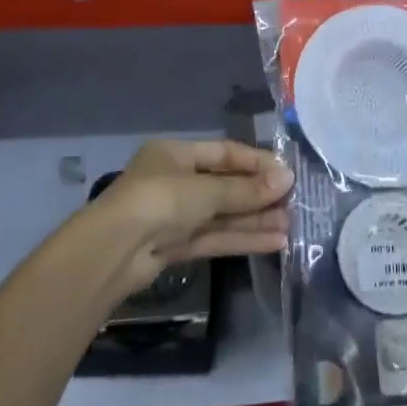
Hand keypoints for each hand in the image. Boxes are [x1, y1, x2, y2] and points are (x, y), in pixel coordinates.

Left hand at [95, 139, 292, 296]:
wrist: (112, 252)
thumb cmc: (159, 201)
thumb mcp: (206, 190)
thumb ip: (246, 189)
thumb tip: (287, 179)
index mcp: (175, 154)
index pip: (225, 153)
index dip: (257, 163)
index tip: (287, 174)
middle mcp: (175, 181)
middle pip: (225, 185)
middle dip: (259, 195)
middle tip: (294, 202)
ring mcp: (175, 216)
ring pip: (223, 214)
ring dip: (255, 219)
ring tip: (291, 224)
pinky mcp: (176, 246)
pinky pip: (215, 237)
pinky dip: (243, 238)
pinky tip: (274, 241)